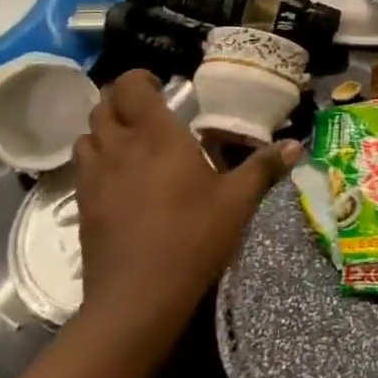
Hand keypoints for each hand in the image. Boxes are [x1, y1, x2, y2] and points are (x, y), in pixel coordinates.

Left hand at [71, 70, 299, 329]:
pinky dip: (96, 160)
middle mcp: (119, 148)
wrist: (136, 299)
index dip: (140, 78)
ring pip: (86, 135)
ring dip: (104, 129)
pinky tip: (119, 179)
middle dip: (121, 101)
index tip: (161, 86)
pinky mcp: (81, 207)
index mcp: (157, 137)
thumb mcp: (237, 202)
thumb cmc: (192, 238)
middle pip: (102, 106)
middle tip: (149, 111)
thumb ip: (263, 168)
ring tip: (131, 141)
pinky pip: (81, 168)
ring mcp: (94, 178)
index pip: (130, 86)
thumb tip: (296, 145)